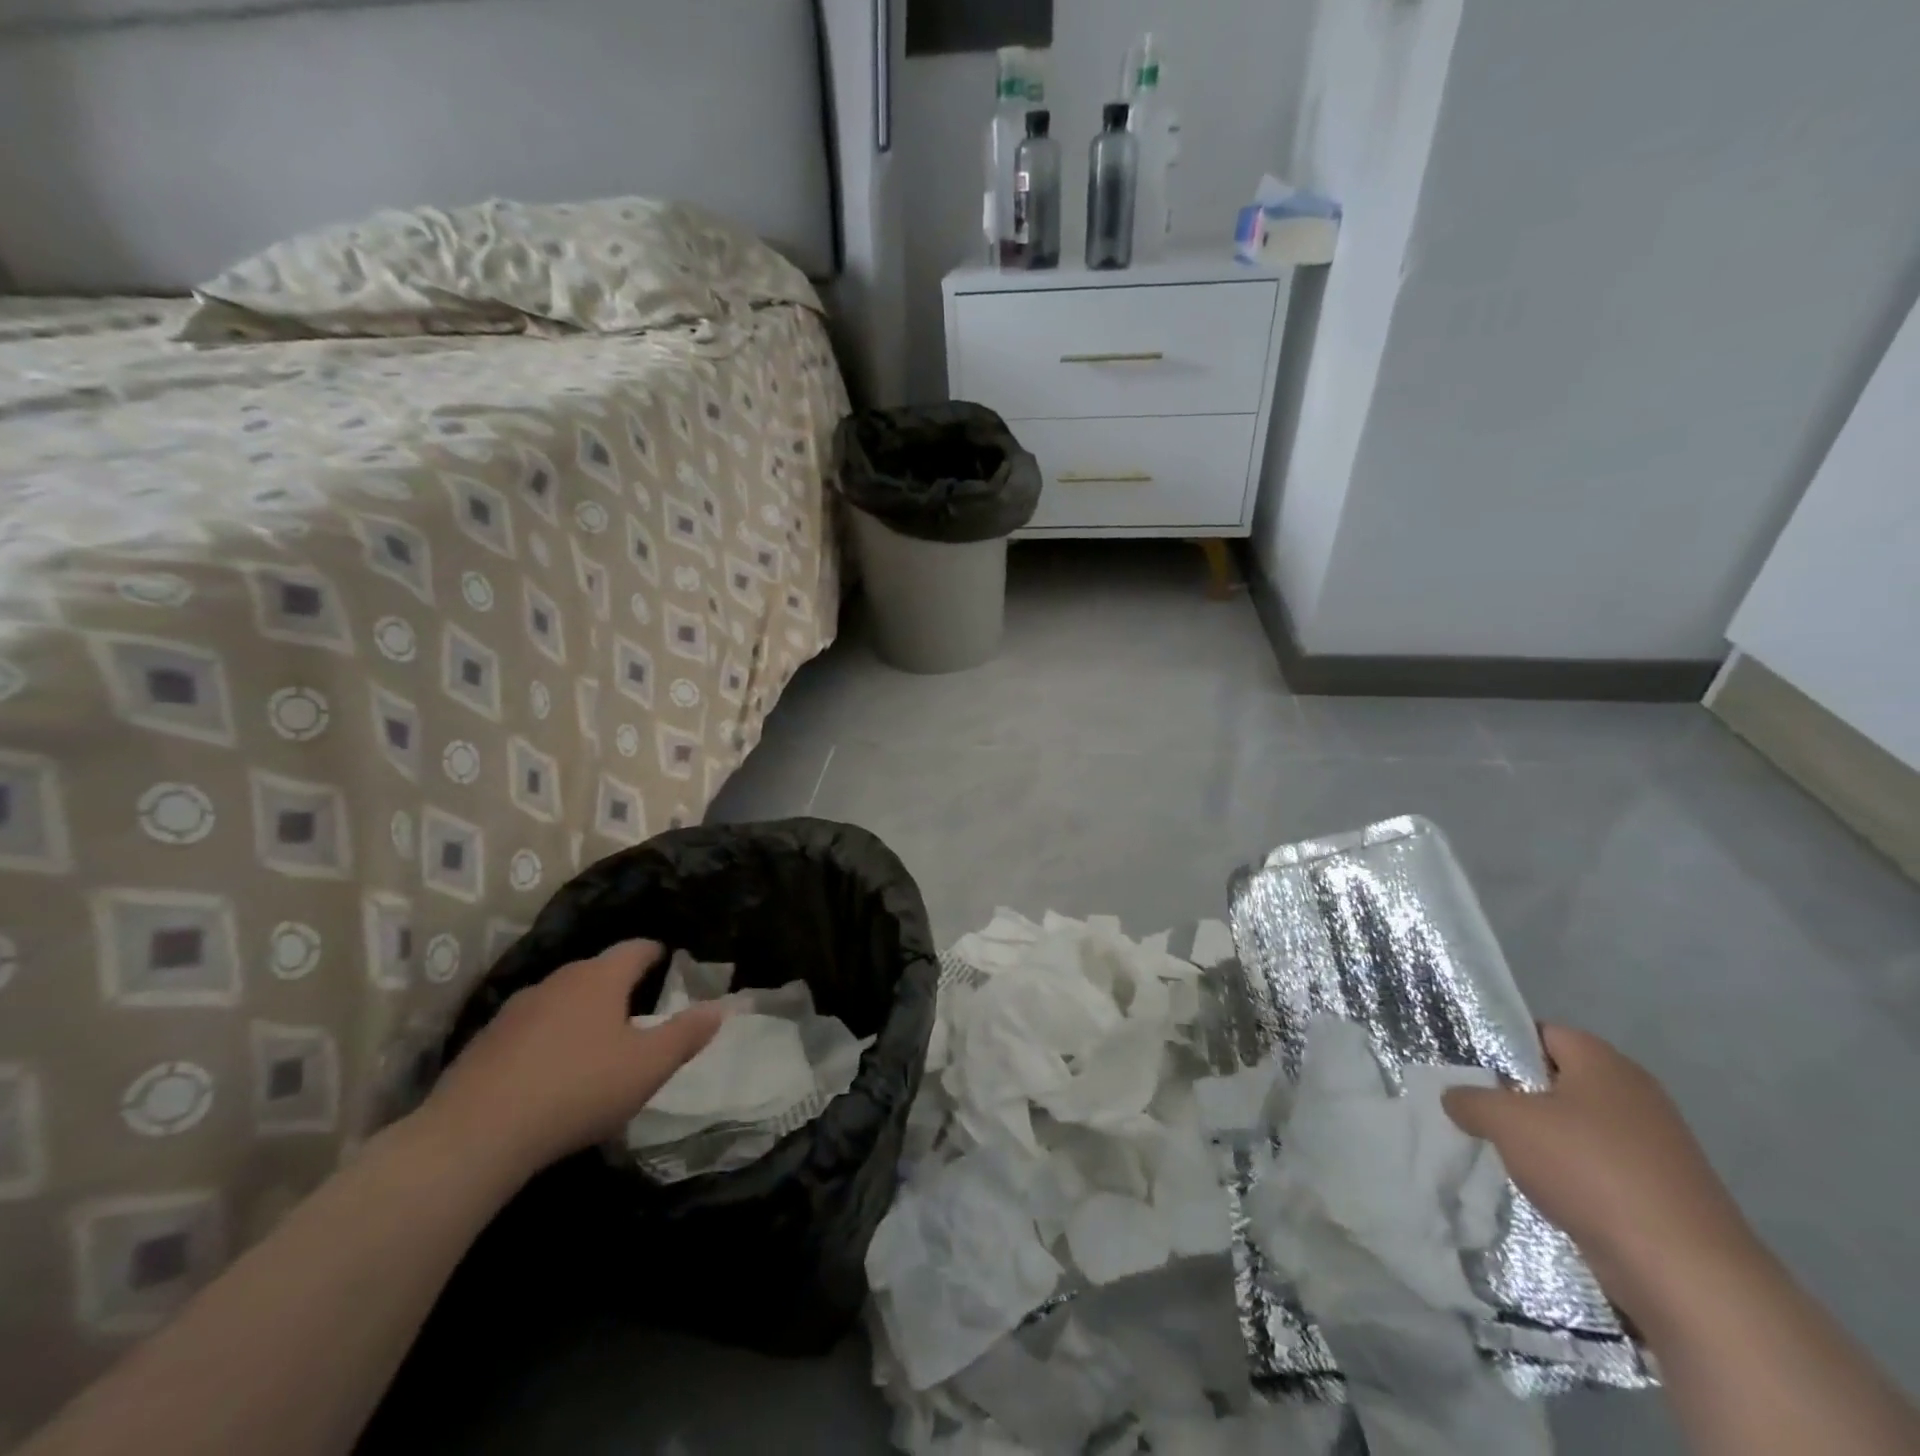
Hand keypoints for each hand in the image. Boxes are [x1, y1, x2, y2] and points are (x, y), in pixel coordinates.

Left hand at [421, 939, 730, 1184]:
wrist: (473, 1136)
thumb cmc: (577, 1090)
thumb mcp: (648, 1066)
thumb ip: (687, 1034)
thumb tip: (720, 1007)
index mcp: (600, 978)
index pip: (636, 948)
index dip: (657, 953)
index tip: (670, 964)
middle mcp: (558, 980)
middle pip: (597, 971)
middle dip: (620, 985)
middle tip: (640, 1009)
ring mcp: (515, 1009)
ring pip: (561, 999)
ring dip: (581, 1012)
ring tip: (596, 1042)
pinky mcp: (485, 1042)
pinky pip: (530, 1028)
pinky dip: (548, 1038)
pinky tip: (550, 1071)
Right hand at [1442, 1024, 1758, 1325]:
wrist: (1685, 1273)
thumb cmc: (1589, 1169)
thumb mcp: (1505, 1122)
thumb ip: (1470, 1099)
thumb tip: (1456, 1098)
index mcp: (1605, 1062)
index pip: (1542, 1033)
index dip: (1503, 1047)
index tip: (1470, 1071)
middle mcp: (1635, 1095)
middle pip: (1558, 1082)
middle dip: (1518, 1099)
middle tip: (1480, 1114)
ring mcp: (1656, 1147)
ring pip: (1577, 1129)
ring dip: (1543, 1143)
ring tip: (1507, 1159)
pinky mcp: (1663, 1193)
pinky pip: (1599, 1169)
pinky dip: (1571, 1179)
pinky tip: (1546, 1195)